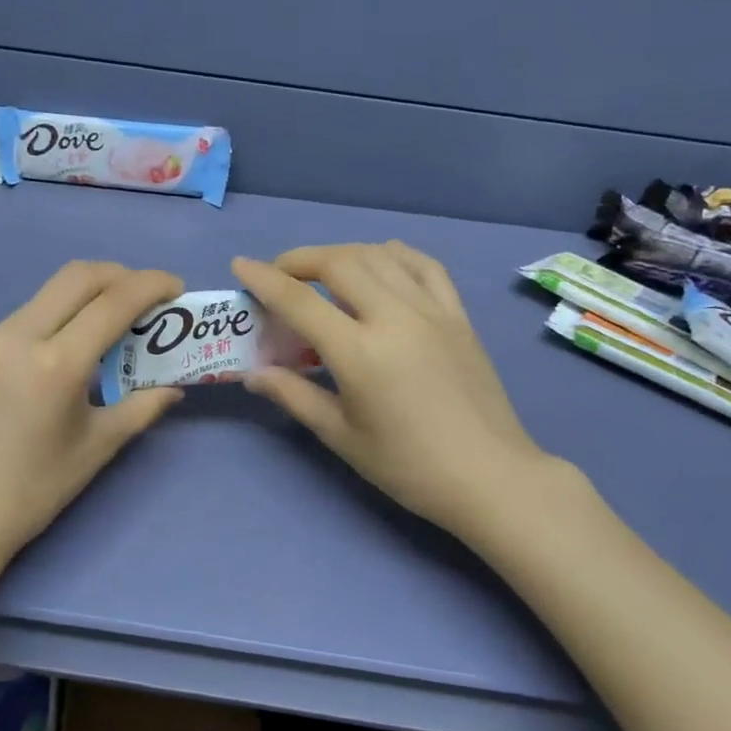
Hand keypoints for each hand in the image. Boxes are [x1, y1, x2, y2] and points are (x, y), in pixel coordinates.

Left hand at [0, 261, 185, 563]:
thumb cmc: (34, 490)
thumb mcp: (97, 447)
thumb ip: (141, 408)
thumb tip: (173, 388)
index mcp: (56, 364)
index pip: (113, 301)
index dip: (152, 285)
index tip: (176, 288)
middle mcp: (17, 336)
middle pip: (77, 276)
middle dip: (120, 275)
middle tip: (146, 297)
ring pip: (47, 294)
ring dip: (86, 296)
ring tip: (110, 325)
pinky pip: (23, 319)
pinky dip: (56, 319)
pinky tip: (65, 354)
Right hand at [232, 242, 554, 538]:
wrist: (489, 476)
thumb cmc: (408, 466)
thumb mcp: (342, 436)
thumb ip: (294, 396)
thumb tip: (252, 374)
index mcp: (360, 352)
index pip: (300, 301)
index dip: (264, 279)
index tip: (241, 265)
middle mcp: (395, 317)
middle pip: (340, 263)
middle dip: (300, 260)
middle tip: (280, 276)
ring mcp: (432, 310)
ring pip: (380, 255)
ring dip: (343, 253)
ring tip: (323, 271)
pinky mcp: (458, 315)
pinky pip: (424, 265)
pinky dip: (394, 254)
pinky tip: (381, 261)